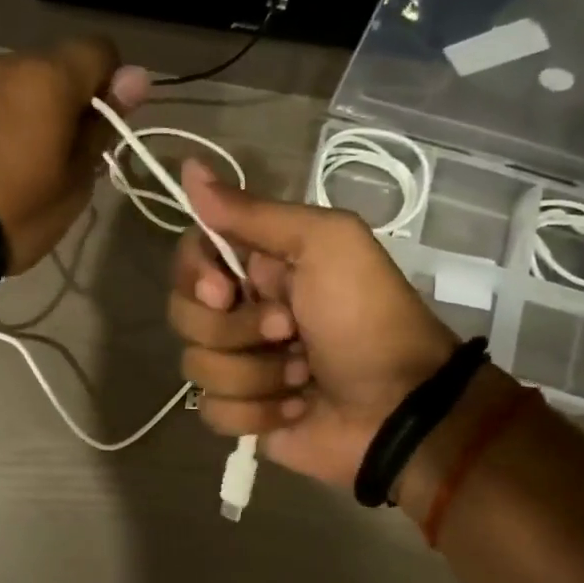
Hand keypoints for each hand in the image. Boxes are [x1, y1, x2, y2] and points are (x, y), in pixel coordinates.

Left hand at [0, 38, 149, 272]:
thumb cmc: (21, 208)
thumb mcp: (77, 178)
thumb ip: (103, 124)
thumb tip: (137, 77)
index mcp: (50, 77)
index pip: (101, 50)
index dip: (113, 84)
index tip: (104, 127)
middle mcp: (12, 62)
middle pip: (61, 65)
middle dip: (73, 99)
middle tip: (70, 153)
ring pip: (27, 81)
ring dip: (39, 108)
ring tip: (33, 160)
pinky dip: (10, 117)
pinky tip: (4, 157)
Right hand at [168, 159, 458, 488]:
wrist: (399, 406)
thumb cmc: (367, 317)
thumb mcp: (325, 244)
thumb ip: (254, 212)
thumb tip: (190, 167)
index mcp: (259, 267)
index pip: (190, 258)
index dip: (195, 275)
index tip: (224, 290)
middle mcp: (243, 313)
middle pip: (184, 315)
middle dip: (235, 330)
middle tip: (287, 331)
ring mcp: (241, 367)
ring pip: (196, 367)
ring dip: (257, 374)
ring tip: (303, 376)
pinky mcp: (245, 415)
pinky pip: (213, 412)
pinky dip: (257, 413)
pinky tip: (296, 409)